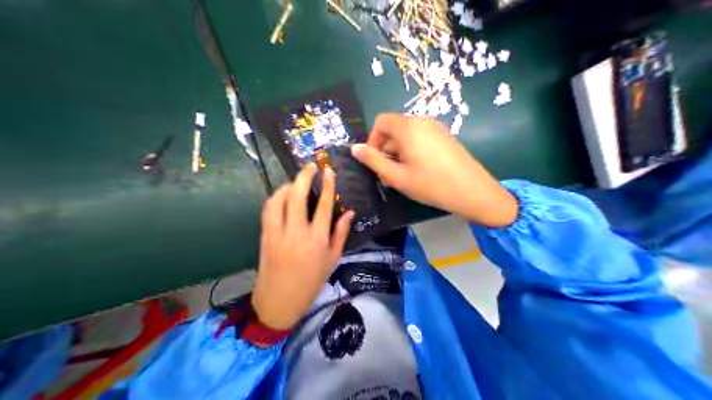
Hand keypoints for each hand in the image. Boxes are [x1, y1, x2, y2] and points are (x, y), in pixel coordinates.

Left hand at [251, 164, 353, 329]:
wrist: (278, 301)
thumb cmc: (310, 282)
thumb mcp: (332, 260)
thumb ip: (340, 234)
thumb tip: (350, 212)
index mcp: (317, 239)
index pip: (324, 204)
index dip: (327, 184)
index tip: (329, 170)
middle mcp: (296, 232)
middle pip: (297, 195)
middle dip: (304, 176)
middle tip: (311, 166)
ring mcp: (277, 232)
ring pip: (279, 199)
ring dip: (288, 185)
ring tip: (297, 182)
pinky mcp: (265, 234)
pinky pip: (268, 209)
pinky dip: (276, 197)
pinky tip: (282, 196)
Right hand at [351, 113, 514, 227]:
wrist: (472, 190)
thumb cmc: (430, 184)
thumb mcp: (397, 176)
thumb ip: (373, 161)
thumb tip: (354, 148)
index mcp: (407, 127)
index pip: (380, 122)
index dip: (372, 140)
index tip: (374, 162)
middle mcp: (421, 121)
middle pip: (394, 128)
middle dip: (385, 150)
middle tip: (387, 175)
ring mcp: (436, 128)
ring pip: (407, 135)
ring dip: (398, 153)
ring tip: (402, 176)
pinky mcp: (445, 137)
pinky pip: (421, 138)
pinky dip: (412, 151)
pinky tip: (418, 171)